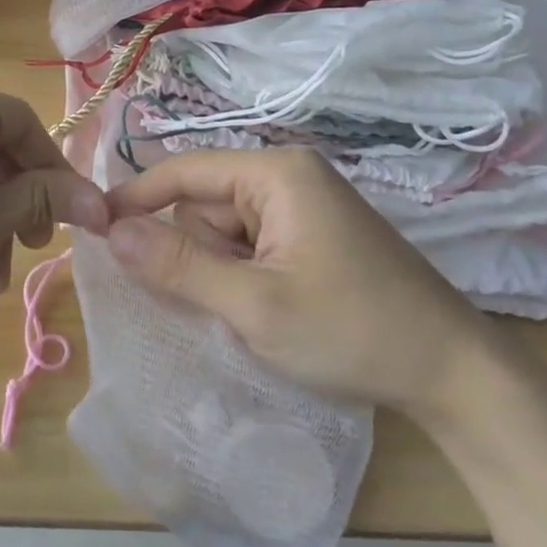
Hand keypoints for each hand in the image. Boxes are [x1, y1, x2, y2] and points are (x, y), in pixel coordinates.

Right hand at [104, 148, 498, 422]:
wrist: (454, 374)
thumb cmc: (351, 331)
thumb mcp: (253, 304)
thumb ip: (178, 266)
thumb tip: (110, 231)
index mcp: (276, 173)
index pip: (184, 171)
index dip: (135, 198)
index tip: (93, 229)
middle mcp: (289, 177)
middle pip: (204, 204)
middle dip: (196, 253)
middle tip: (223, 303)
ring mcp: (304, 207)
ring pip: (226, 230)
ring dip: (221, 272)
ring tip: (255, 313)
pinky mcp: (314, 237)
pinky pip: (253, 246)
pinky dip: (242, 277)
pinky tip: (268, 312)